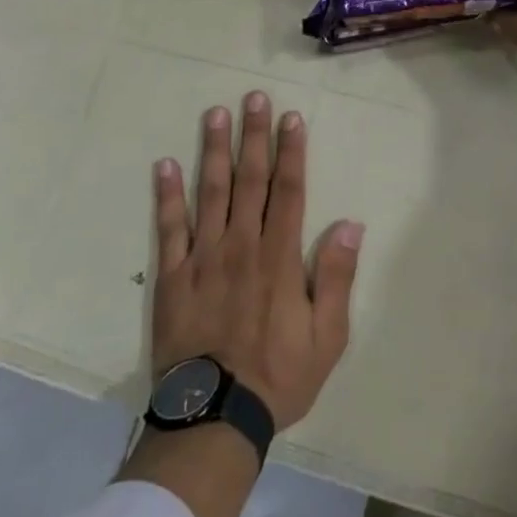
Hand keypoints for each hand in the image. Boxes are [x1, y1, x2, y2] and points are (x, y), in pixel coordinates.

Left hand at [151, 93, 362, 431]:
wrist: (213, 420)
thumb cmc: (277, 377)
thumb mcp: (327, 337)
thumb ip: (337, 277)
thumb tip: (351, 224)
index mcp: (279, 257)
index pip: (289, 190)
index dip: (291, 152)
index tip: (291, 118)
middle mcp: (242, 245)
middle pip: (250, 180)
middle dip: (254, 136)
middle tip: (253, 97)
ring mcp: (203, 258)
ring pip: (210, 192)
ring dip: (213, 151)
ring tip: (214, 114)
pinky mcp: (172, 277)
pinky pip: (169, 229)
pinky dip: (167, 196)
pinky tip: (164, 165)